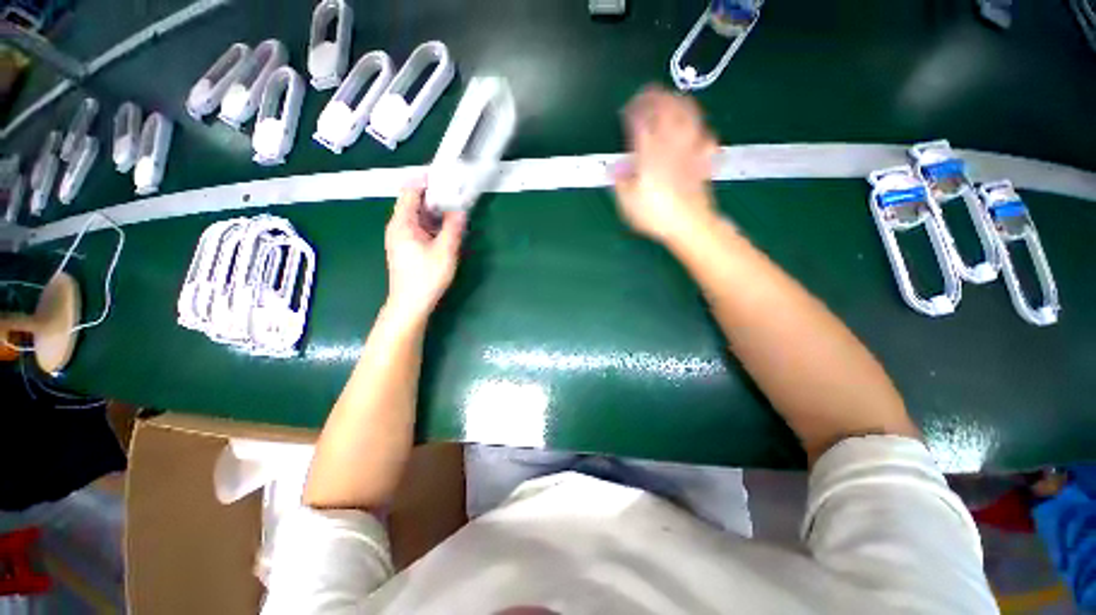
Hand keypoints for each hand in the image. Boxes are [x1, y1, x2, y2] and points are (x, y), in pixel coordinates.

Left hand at [384, 182, 465, 321]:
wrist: (410, 304)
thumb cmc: (426, 277)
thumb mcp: (445, 251)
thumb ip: (454, 228)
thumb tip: (461, 210)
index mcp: (402, 223)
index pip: (410, 191)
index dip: (427, 181)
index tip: (447, 177)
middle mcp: (398, 226)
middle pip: (414, 203)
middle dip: (435, 197)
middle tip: (457, 194)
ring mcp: (401, 238)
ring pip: (418, 217)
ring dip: (436, 212)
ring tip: (456, 210)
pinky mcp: (406, 248)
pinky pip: (420, 228)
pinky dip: (433, 225)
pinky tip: (447, 230)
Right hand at [612, 86, 721, 244]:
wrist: (689, 225)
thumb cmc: (655, 216)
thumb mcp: (627, 203)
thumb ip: (620, 182)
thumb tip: (614, 169)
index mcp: (649, 154)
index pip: (641, 121)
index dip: (633, 110)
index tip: (626, 110)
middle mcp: (671, 145)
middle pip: (667, 109)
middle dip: (655, 96)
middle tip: (646, 95)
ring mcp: (690, 149)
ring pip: (689, 115)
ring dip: (679, 102)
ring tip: (671, 99)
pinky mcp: (703, 159)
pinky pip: (706, 136)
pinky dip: (701, 129)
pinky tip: (697, 130)